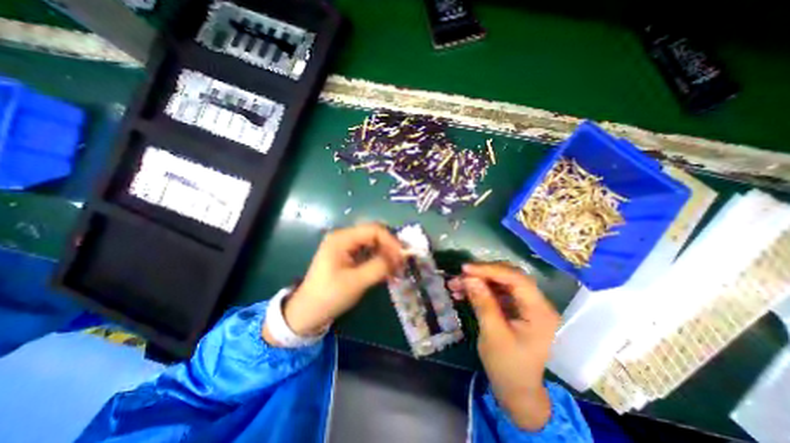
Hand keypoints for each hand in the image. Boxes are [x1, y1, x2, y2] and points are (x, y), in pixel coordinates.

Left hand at [265, 221, 403, 341]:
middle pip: (374, 234)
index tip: (402, 256)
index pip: (374, 230)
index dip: (391, 241)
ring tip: (397, 268)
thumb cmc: (329, 296)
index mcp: (342, 238)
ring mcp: (346, 246)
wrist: (308, 312)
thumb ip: (379, 267)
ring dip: (386, 254)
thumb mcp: (356, 282)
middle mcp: (344, 237)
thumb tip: (399, 257)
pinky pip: (369, 252)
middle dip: (390, 247)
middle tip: (401, 263)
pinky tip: (387, 271)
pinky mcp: (348, 255)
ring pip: (373, 243)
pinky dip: (379, 260)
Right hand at [451, 263, 560, 428]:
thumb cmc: (508, 367)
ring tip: (455, 285)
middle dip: (482, 274)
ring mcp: (525, 305)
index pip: (516, 279)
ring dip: (477, 281)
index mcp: (539, 311)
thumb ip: (483, 303)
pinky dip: (479, 290)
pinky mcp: (514, 307)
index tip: (465, 269)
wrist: (517, 391)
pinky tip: (462, 293)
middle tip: (460, 276)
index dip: (490, 270)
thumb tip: (469, 278)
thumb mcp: (493, 335)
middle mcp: (536, 303)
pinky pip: (496, 291)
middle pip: (508, 276)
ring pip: (500, 282)